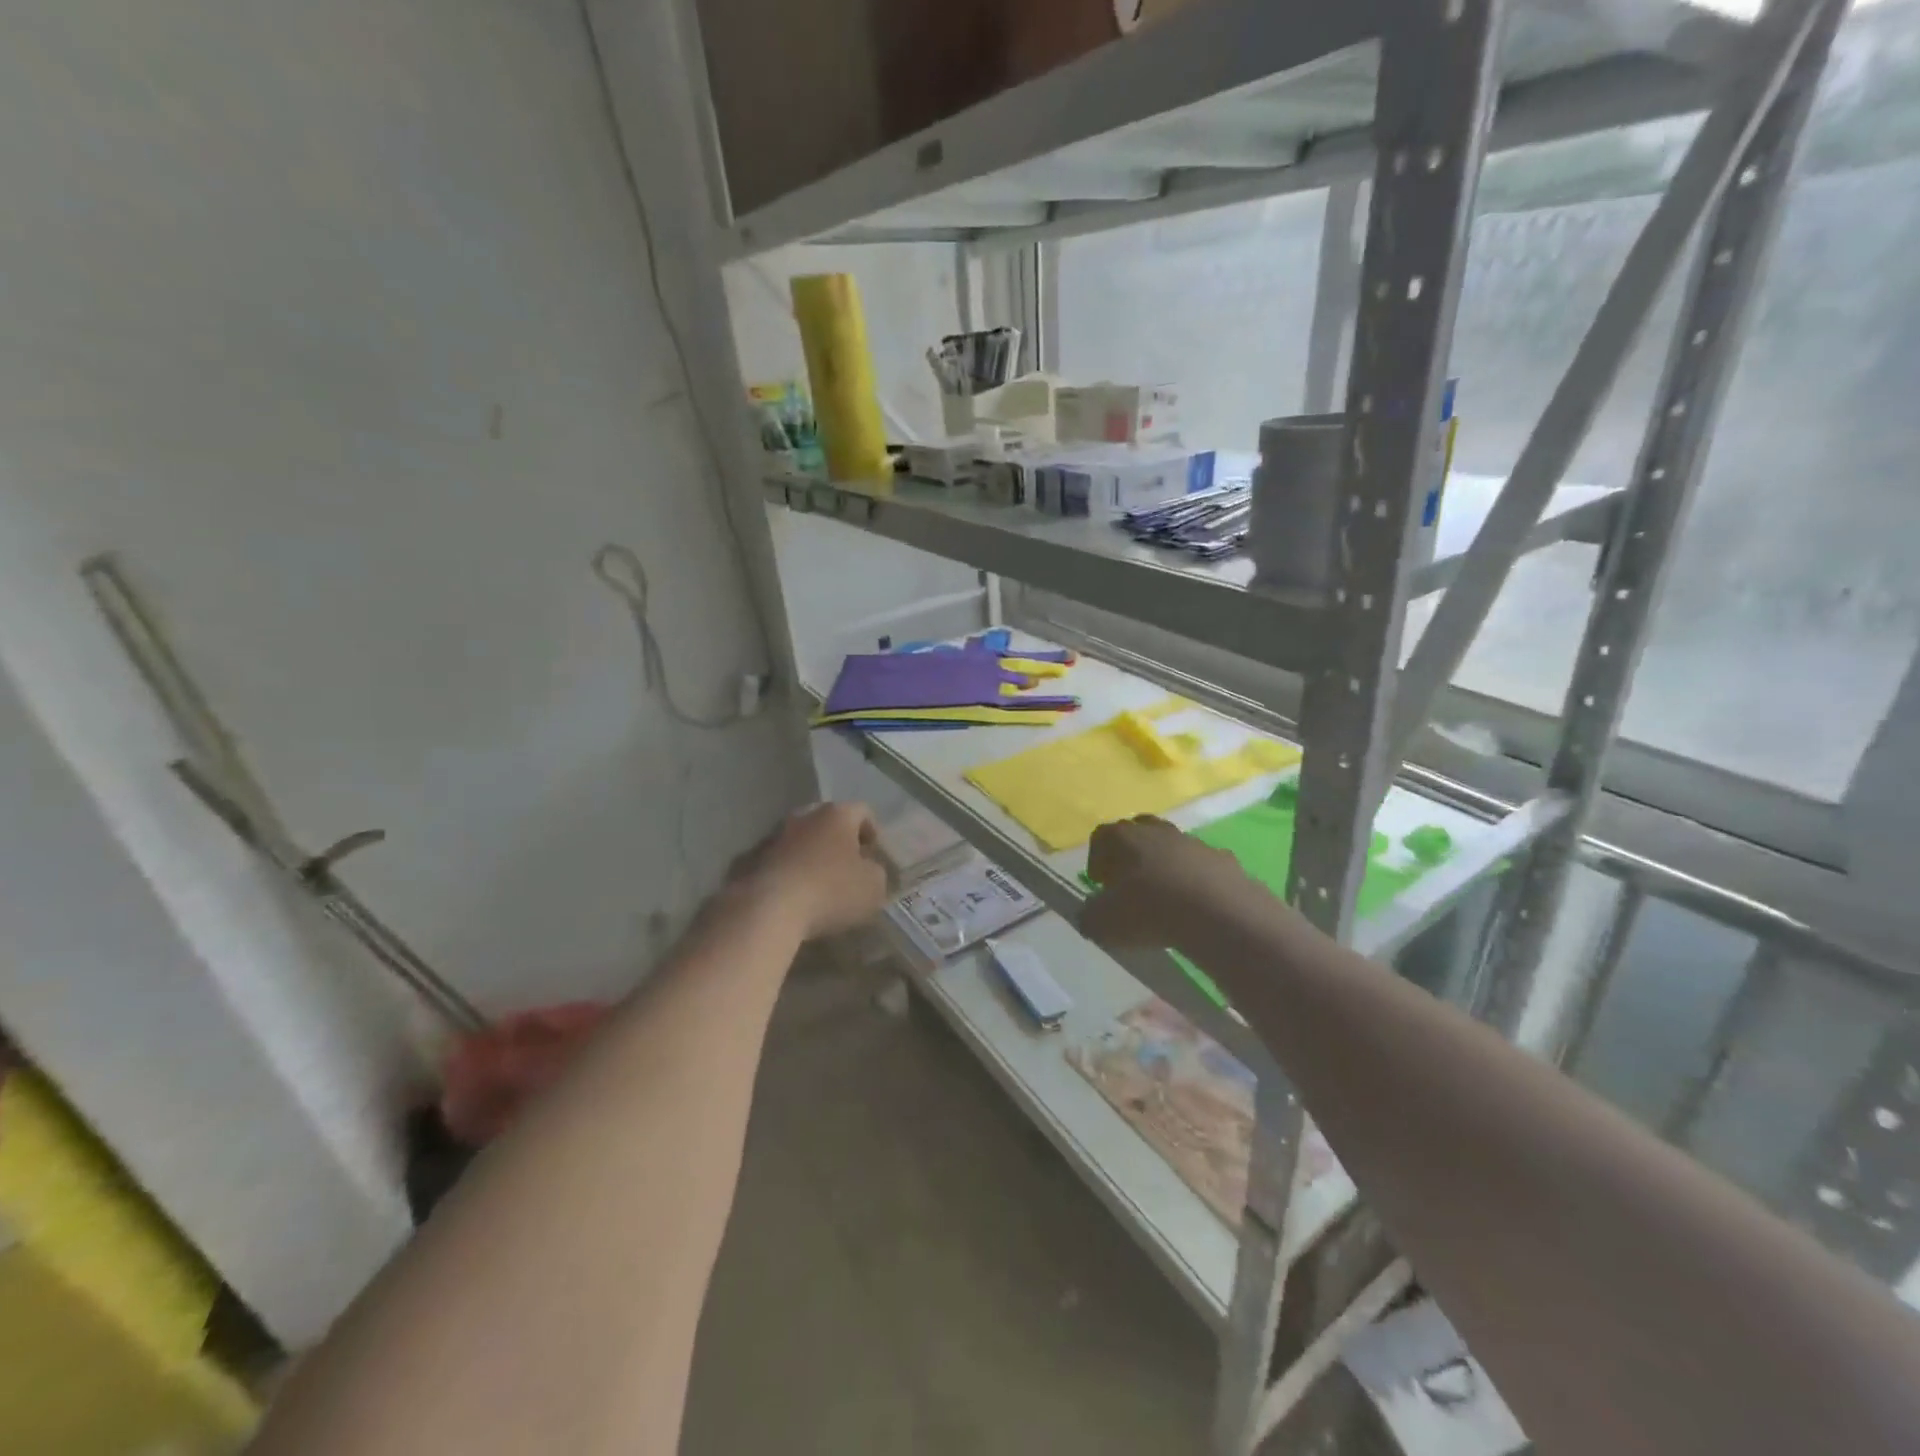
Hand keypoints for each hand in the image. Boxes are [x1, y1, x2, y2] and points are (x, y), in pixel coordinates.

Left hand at [727, 801, 890, 940]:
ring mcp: (772, 836)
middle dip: (838, 841)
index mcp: (836, 815)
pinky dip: (786, 872)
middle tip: (846, 867)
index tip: (873, 855)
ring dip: (809, 855)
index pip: (862, 811)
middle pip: (827, 822)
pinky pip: (776, 861)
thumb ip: (876, 871)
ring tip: (816, 884)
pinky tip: (790, 896)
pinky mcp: (748, 859)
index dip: (872, 831)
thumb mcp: (873, 886)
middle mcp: (803, 816)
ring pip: (799, 840)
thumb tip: (867, 868)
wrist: (766, 910)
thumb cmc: (830, 892)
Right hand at [1079, 815, 1261, 949]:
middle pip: (1138, 831)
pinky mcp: (1223, 859)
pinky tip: (1197, 906)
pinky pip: (1202, 866)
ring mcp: (1193, 842)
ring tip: (1165, 897)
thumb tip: (1091, 914)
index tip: (1099, 884)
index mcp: (1123, 838)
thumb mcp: (1103, 923)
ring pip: (1172, 846)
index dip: (1096, 858)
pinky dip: (1196, 880)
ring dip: (1165, 865)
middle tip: (1129, 884)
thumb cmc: (1149, 911)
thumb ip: (1090, 916)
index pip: (1101, 836)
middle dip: (1131, 854)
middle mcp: (1157, 831)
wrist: (1218, 913)